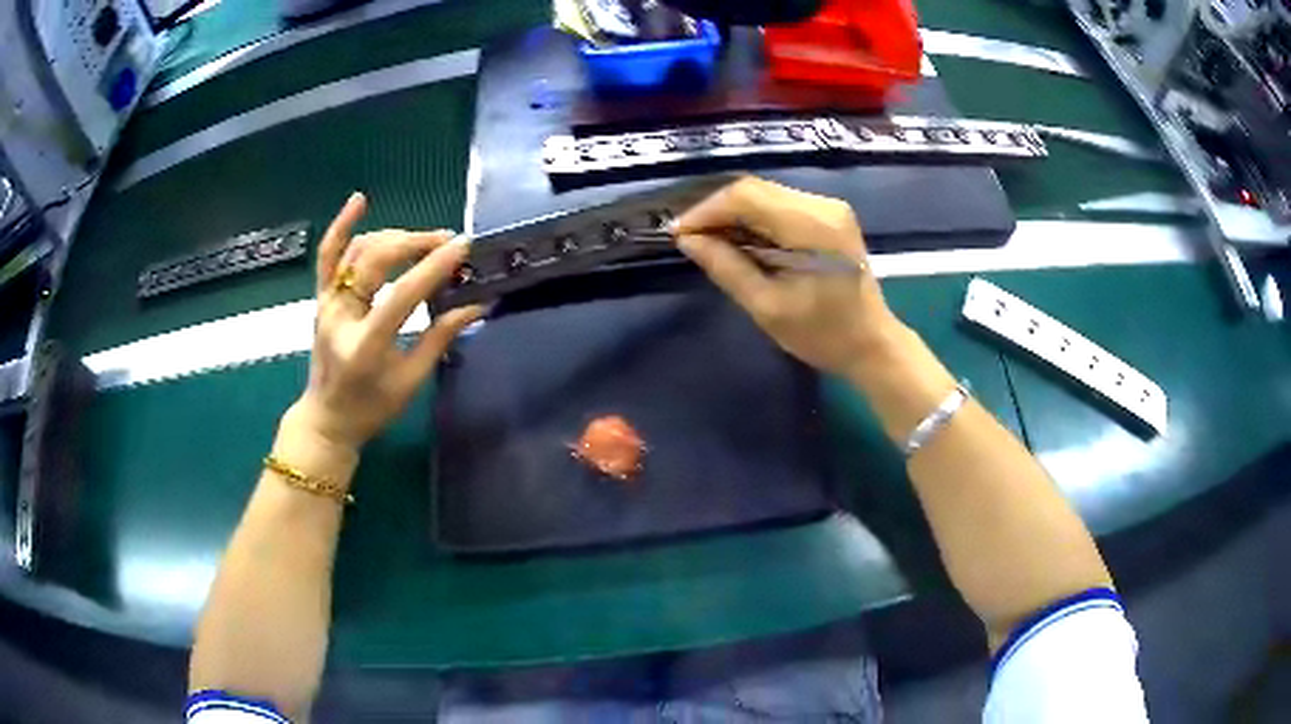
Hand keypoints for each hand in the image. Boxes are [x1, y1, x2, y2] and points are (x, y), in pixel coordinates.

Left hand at [288, 193, 482, 451]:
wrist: (327, 419)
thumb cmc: (372, 408)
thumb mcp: (411, 381)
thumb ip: (441, 337)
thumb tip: (479, 303)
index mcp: (365, 346)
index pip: (402, 295)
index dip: (435, 267)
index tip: (464, 247)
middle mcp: (340, 317)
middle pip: (376, 261)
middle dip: (416, 244)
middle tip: (448, 242)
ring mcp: (326, 304)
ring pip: (358, 251)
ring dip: (394, 237)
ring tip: (424, 240)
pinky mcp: (321, 298)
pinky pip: (327, 256)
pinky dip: (341, 226)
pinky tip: (359, 200)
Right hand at [674, 176, 904, 378]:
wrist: (873, 343)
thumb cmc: (823, 334)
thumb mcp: (767, 307)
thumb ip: (726, 267)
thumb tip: (688, 240)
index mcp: (811, 226)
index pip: (746, 196)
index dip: (706, 210)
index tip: (679, 233)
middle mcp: (822, 205)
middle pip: (755, 189)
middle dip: (717, 211)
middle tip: (691, 239)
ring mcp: (829, 207)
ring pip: (766, 195)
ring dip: (734, 214)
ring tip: (710, 242)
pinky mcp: (830, 216)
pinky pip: (781, 205)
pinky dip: (755, 219)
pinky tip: (741, 241)